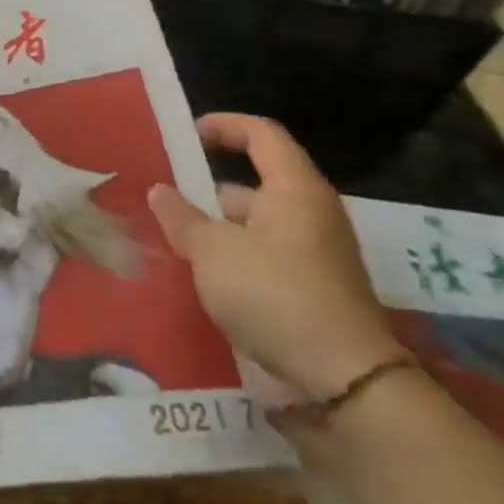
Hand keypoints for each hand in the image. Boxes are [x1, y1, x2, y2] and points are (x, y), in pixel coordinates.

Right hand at [147, 113, 403, 402]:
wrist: (344, 378)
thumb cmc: (273, 293)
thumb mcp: (212, 251)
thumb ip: (181, 217)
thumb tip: (159, 190)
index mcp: (295, 190)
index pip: (262, 135)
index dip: (224, 126)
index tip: (187, 134)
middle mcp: (311, 214)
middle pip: (255, 185)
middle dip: (207, 192)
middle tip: (165, 202)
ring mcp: (316, 254)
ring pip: (256, 226)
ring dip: (217, 230)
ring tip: (173, 243)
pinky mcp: (313, 289)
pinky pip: (264, 258)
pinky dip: (233, 259)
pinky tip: (202, 278)